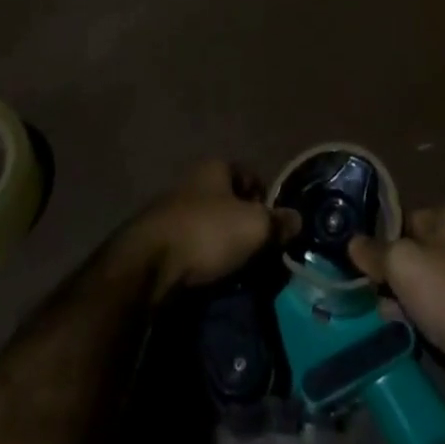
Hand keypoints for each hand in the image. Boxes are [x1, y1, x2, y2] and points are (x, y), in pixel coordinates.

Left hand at [119, 160, 297, 302]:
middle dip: (243, 223)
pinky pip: (191, 245)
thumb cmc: (206, 233)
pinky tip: (209, 276)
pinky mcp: (158, 238)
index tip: (273, 227)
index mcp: (215, 167)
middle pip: (229, 200)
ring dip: (222, 243)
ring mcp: (172, 208)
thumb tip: (297, 219)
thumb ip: (277, 222)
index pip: (250, 175)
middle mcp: (193, 180)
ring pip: (209, 224)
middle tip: (258, 252)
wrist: (147, 266)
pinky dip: (202, 258)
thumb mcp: (253, 227)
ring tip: (236, 269)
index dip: (265, 198)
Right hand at [349, 205, 444, 418]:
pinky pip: (428, 310)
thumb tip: (352, 242)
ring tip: (377, 309)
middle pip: (411, 251)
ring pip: (417, 283)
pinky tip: (394, 327)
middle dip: (388, 269)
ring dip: (397, 297)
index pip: (405, 218)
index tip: (358, 253)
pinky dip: (412, 317)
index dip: (381, 235)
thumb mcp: (401, 262)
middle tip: (363, 284)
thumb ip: (374, 250)